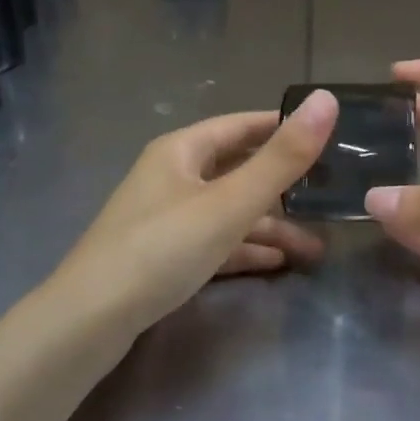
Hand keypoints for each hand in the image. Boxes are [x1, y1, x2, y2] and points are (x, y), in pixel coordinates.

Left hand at [53, 91, 338, 336]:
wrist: (90, 321)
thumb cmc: (162, 249)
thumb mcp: (229, 203)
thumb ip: (282, 158)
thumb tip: (327, 99)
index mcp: (182, 151)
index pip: (241, 125)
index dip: (282, 128)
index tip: (328, 136)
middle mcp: (172, 177)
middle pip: (237, 171)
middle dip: (284, 187)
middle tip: (330, 197)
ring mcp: (165, 218)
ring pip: (228, 212)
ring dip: (269, 226)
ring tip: (315, 247)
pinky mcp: (163, 256)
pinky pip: (213, 242)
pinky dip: (244, 248)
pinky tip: (277, 263)